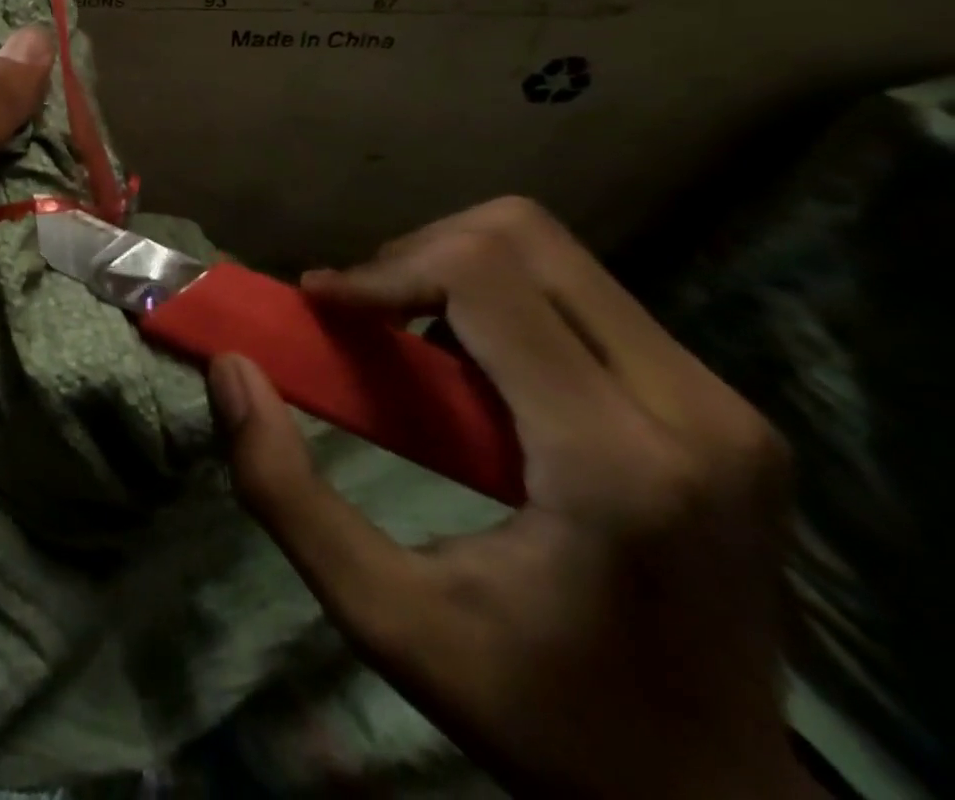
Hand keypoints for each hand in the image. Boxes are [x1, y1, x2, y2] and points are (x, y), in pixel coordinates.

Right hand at [209, 197, 813, 799]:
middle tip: (362, 316)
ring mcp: (723, 402)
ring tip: (408, 339)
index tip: (319, 303)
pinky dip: (500, 299)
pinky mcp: (723, 404)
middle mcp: (692, 409)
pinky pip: (582, 293)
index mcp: (616, 463)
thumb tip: (231, 368)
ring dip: (456, 270)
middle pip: (523, 237)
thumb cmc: (545, 718)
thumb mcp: (385, 617)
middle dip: (417, 255)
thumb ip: (285, 490)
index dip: (382, 270)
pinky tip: (472, 367)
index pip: (483, 276)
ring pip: (554, 253)